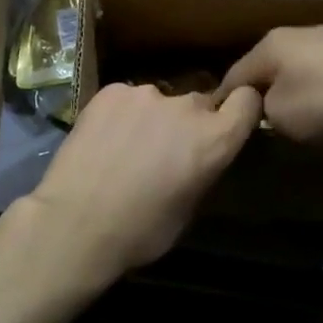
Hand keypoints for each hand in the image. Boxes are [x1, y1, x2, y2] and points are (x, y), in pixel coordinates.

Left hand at [24, 82, 262, 280]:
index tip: (229, 122)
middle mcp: (186, 107)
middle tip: (165, 150)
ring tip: (126, 148)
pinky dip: (121, 114)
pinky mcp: (111, 90)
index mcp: (214, 139)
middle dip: (189, 123)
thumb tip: (200, 156)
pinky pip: (126, 99)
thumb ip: (204, 168)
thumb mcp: (189, 209)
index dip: (241, 109)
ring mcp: (146, 93)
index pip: (247, 101)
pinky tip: (103, 139)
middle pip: (200, 103)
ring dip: (153, 118)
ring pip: (160, 101)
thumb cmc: (140, 232)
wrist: (75, 223)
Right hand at [218, 26, 322, 144]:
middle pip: (267, 68)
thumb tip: (266, 109)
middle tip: (263, 123)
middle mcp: (294, 33)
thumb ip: (263, 114)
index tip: (224, 126)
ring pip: (299, 67)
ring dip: (297, 89)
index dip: (225, 104)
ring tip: (303, 116)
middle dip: (263, 93)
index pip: (232, 77)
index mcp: (268, 46)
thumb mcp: (283, 119)